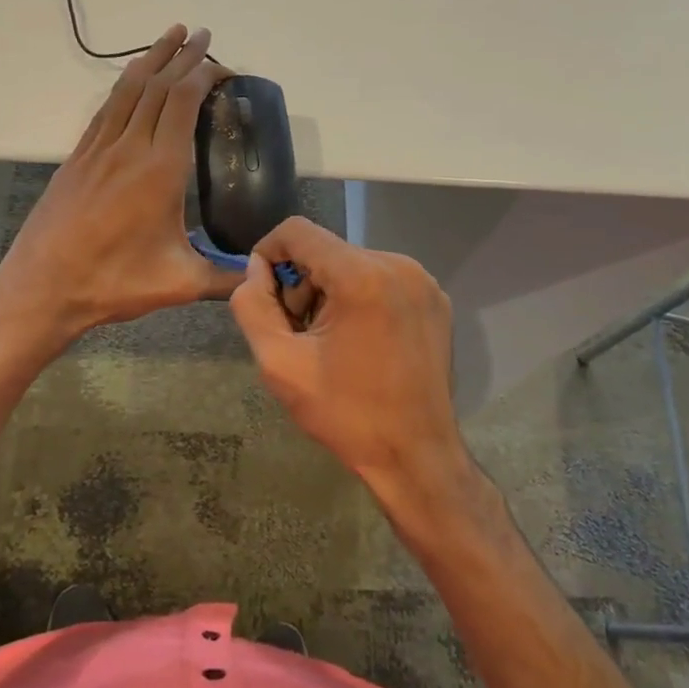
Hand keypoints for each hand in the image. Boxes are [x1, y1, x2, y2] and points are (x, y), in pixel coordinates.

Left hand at [0, 25, 241, 343]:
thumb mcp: (179, 284)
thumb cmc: (113, 282)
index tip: (224, 66)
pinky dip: (124, 86)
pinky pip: (105, 110)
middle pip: (157, 86)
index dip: (204, 75)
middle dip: (182, 56)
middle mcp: (128, 147)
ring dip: (151, 58)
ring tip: (169, 36)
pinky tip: (130, 82)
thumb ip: (226, 279)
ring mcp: (98, 150)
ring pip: (127, 90)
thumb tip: (260, 277)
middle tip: (202, 34)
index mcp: (159, 169)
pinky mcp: (77, 159)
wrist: (41, 287)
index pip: (183, 102)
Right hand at [229, 216, 471, 513]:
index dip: (269, 253)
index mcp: (361, 276)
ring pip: (353, 263)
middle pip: (326, 249)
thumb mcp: (279, 364)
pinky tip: (360, 341)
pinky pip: (381, 278)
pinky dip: (359, 298)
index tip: (263, 293)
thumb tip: (256, 270)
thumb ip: (253, 306)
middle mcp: (397, 265)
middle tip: (298, 332)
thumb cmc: (345, 413)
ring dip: (329, 292)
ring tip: (330, 341)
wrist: (416, 455)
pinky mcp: (435, 298)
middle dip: (301, 283)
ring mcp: (423, 281)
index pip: (298, 231)